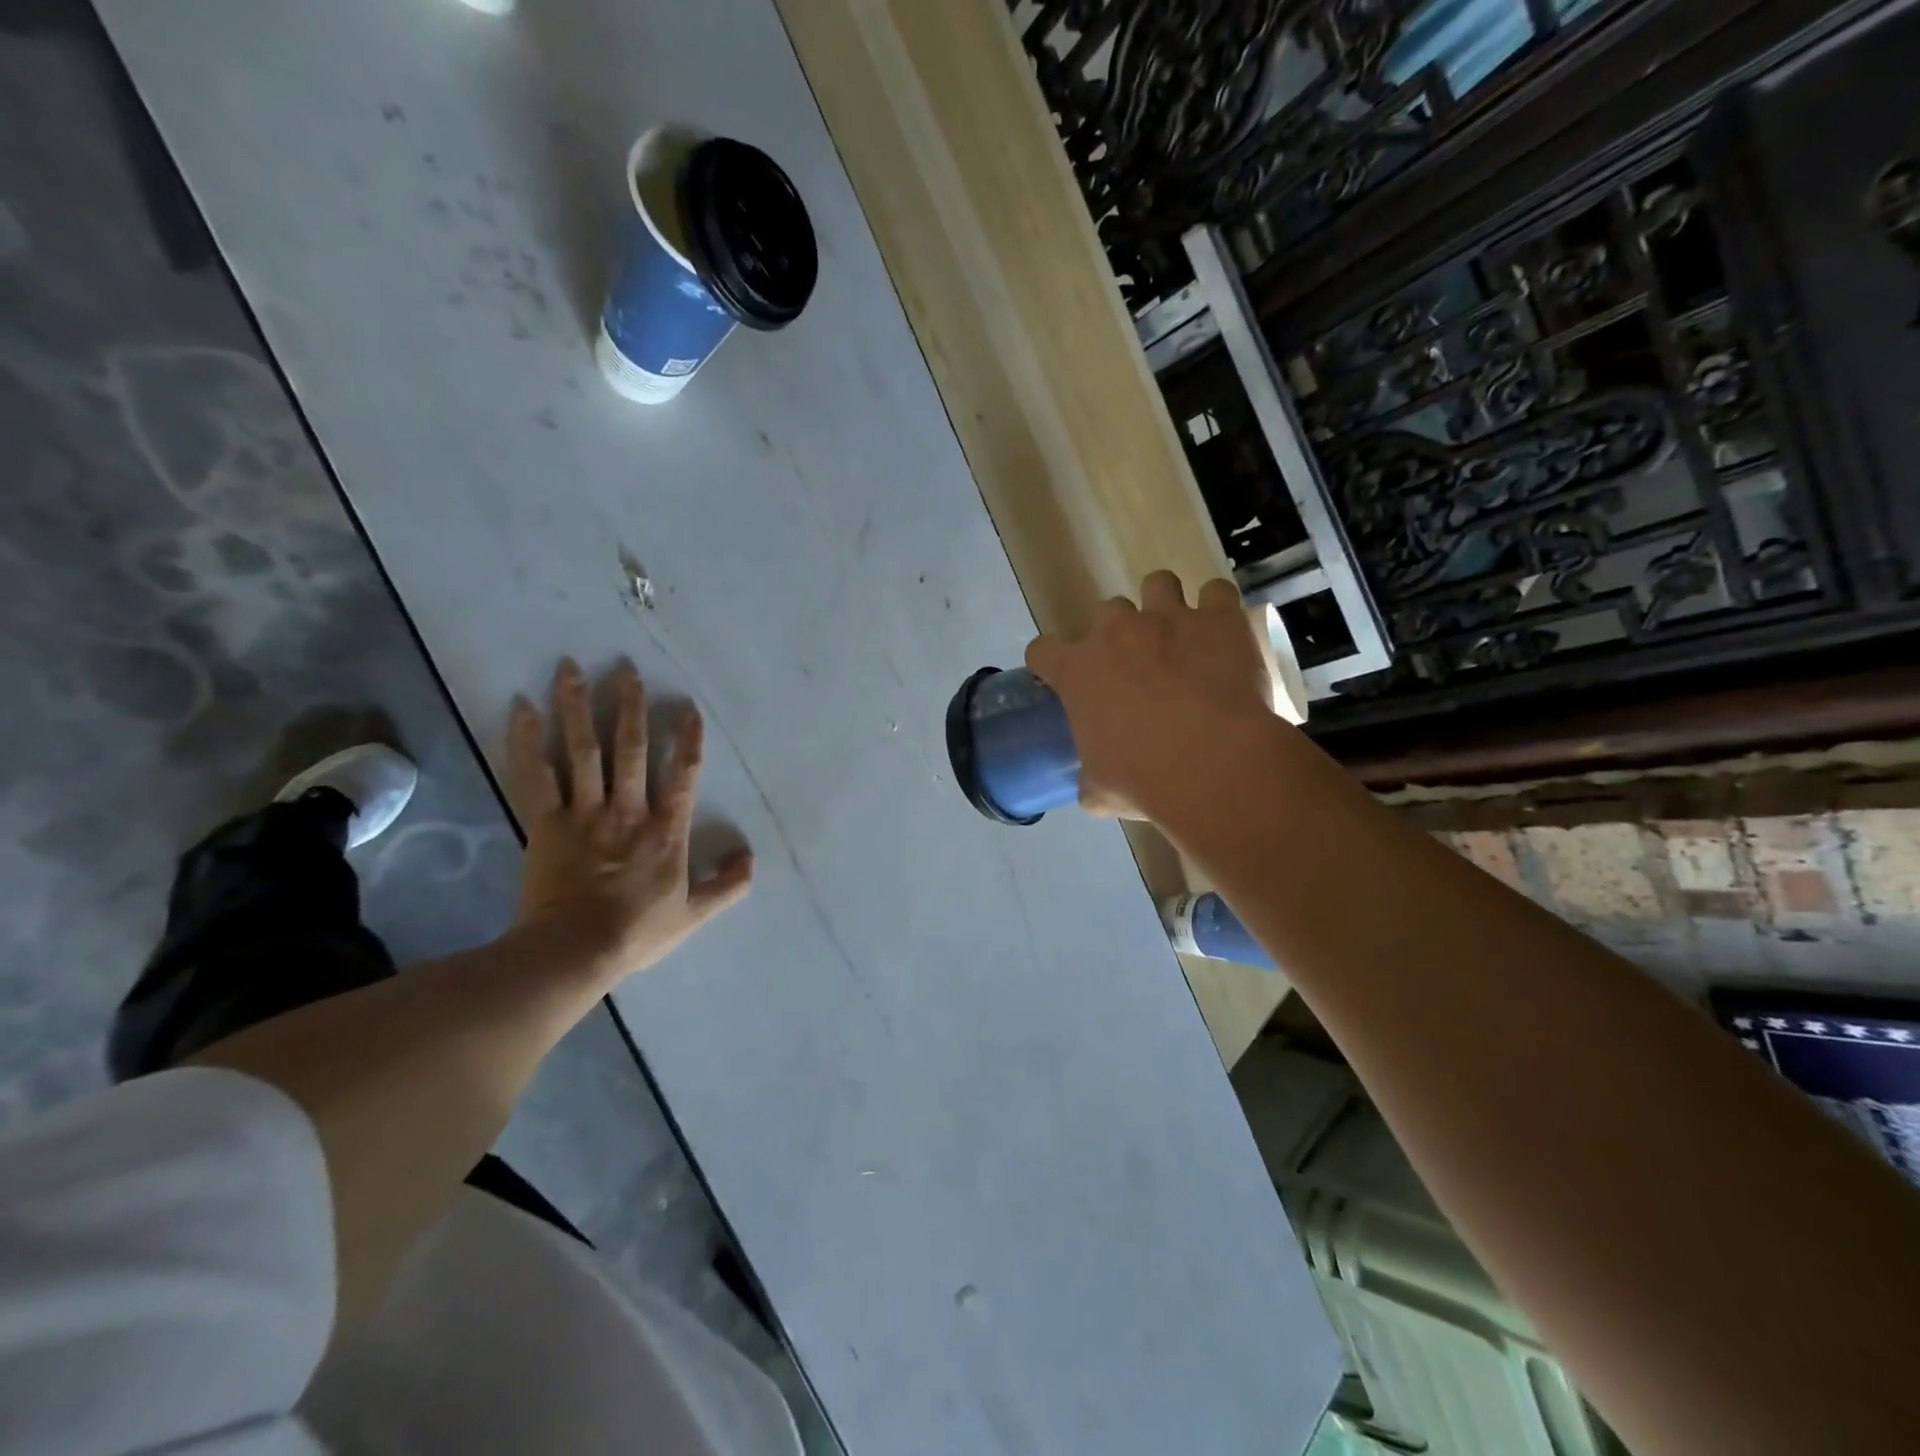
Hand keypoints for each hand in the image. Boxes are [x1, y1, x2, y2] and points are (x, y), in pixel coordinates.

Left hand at [506, 659, 752, 985]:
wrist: (575, 951)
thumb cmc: (638, 931)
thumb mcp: (695, 914)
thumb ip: (729, 884)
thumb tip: (750, 855)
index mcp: (666, 830)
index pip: (682, 775)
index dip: (688, 740)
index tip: (688, 708)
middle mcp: (628, 809)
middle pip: (629, 749)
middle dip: (629, 706)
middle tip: (625, 669)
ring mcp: (584, 813)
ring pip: (582, 750)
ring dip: (577, 707)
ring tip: (571, 668)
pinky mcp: (545, 823)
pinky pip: (535, 775)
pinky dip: (526, 740)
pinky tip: (521, 707)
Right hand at [1025, 571, 1278, 823]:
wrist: (1214, 765)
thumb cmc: (1144, 780)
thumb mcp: (1100, 790)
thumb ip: (1089, 778)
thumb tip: (1091, 788)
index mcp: (1079, 671)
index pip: (1042, 650)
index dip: (1049, 662)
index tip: (1060, 677)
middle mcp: (1118, 633)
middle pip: (1107, 612)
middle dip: (1119, 634)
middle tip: (1136, 666)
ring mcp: (1170, 618)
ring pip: (1158, 583)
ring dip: (1164, 605)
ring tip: (1180, 634)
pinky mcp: (1219, 618)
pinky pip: (1216, 592)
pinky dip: (1218, 609)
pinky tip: (1223, 631)